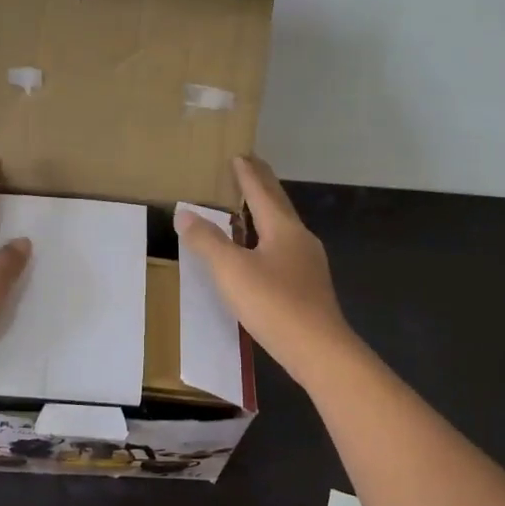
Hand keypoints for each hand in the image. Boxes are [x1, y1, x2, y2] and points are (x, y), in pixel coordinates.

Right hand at [175, 156, 350, 378]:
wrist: (319, 350)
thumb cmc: (274, 304)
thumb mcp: (231, 270)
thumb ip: (207, 241)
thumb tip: (185, 213)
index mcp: (282, 228)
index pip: (261, 192)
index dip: (247, 174)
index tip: (239, 155)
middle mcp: (300, 238)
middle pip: (278, 204)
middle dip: (263, 185)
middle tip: (250, 166)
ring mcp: (309, 263)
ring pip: (284, 228)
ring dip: (267, 212)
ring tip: (251, 208)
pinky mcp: (309, 286)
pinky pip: (285, 250)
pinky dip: (270, 239)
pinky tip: (263, 254)